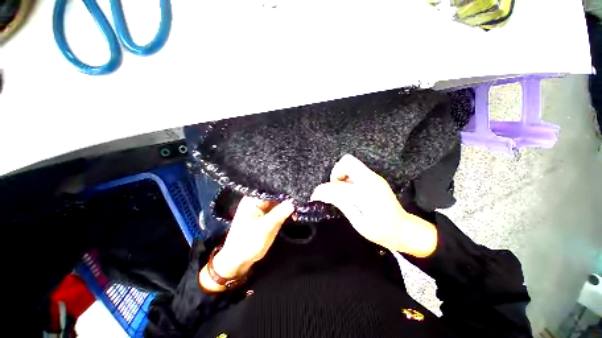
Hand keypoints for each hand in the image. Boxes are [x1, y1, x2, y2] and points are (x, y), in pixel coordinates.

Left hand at [199, 197, 293, 291]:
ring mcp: (264, 208)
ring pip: (279, 201)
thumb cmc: (247, 242)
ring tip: (301, 203)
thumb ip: (280, 213)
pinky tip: (296, 212)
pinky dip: (287, 210)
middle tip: (301, 196)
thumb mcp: (265, 227)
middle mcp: (259, 200)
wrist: (239, 260)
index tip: (296, 188)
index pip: (270, 188)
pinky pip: (280, 209)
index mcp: (253, 199)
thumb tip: (293, 201)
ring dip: (289, 203)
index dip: (283, 188)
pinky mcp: (269, 215)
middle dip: (288, 195)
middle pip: (276, 193)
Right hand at [310, 154, 436, 256]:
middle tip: (334, 189)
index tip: (316, 196)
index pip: (337, 184)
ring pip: (350, 164)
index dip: (323, 189)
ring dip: (341, 175)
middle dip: (335, 173)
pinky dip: (347, 178)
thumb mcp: (358, 221)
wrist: (404, 230)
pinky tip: (350, 192)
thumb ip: (340, 203)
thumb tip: (323, 193)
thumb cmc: (381, 231)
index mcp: (366, 191)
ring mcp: (374, 177)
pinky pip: (355, 171)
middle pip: (347, 161)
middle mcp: (371, 179)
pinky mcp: (374, 179)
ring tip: (342, 192)